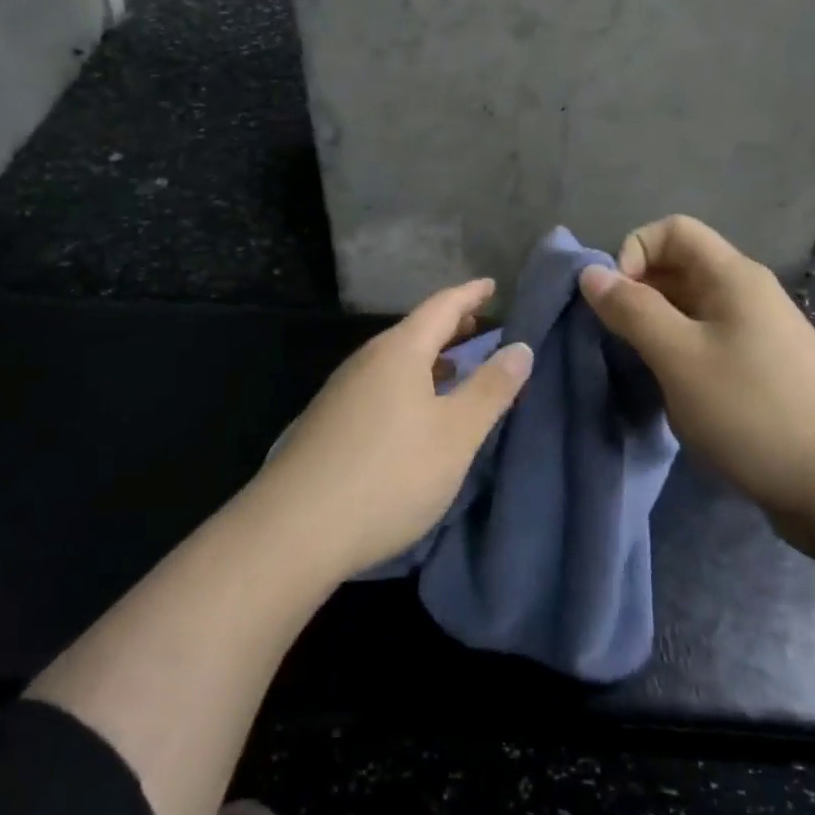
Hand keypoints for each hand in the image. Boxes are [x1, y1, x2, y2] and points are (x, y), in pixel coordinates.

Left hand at [249, 279, 533, 581]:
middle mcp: (366, 360)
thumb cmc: (390, 474)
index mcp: (399, 351)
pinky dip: (408, 382)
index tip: (492, 285)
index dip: (470, 294)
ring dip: (429, 356)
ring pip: (395, 359)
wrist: (294, 529)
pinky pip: (379, 384)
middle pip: (415, 330)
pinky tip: (415, 410)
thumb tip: (520, 347)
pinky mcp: (329, 421)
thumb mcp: (455, 435)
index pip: (441, 306)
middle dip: (450, 325)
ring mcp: (342, 391)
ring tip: (455, 365)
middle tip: (482, 325)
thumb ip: (490, 389)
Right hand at [578, 215, 814, 521]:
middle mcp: (748, 294)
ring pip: (691, 308)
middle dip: (639, 291)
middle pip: (681, 266)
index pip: (673, 229)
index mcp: (733, 276)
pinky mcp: (763, 370)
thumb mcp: (679, 357)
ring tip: (640, 366)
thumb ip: (632, 310)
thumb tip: (591, 273)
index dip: (634, 251)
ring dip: (656, 326)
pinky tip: (673, 389)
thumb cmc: (752, 411)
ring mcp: (760, 333)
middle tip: (617, 338)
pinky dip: (679, 352)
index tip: (617, 300)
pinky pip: (708, 341)